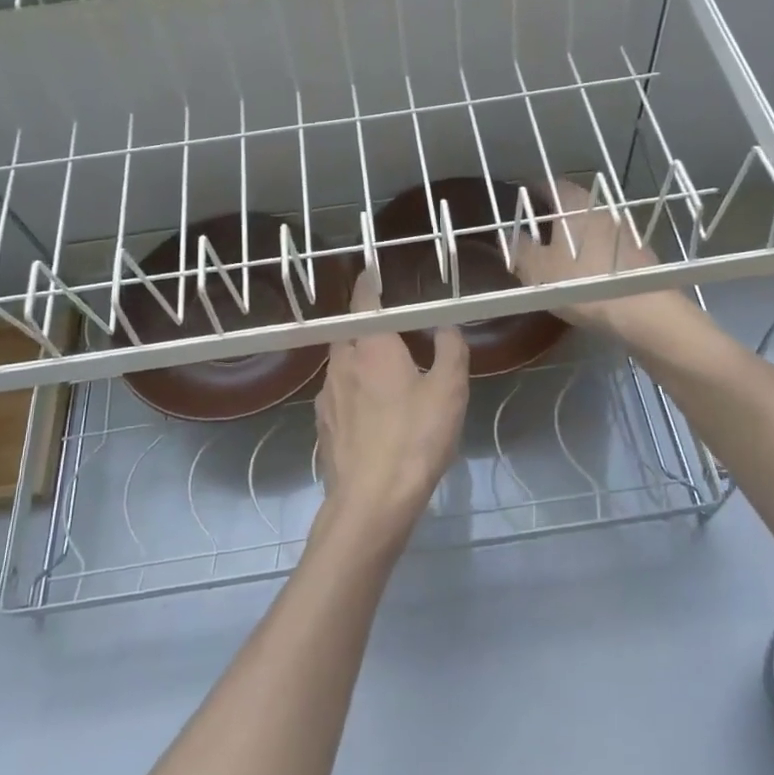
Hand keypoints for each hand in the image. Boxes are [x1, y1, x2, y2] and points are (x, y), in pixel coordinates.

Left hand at [314, 272, 469, 551]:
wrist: (372, 501)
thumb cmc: (415, 438)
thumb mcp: (449, 391)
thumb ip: (450, 350)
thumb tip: (446, 325)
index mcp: (371, 347)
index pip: (364, 302)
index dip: (368, 285)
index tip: (371, 273)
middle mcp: (341, 364)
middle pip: (350, 334)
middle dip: (367, 329)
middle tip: (393, 333)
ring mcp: (326, 397)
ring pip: (342, 367)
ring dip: (360, 363)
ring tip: (386, 378)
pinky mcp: (322, 427)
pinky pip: (339, 397)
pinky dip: (354, 395)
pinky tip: (373, 417)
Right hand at [513, 177, 701, 347]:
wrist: (640, 308)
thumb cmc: (580, 282)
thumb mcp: (537, 270)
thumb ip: (519, 249)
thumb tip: (508, 235)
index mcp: (573, 204)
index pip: (551, 184)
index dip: (534, 191)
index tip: (522, 200)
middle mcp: (601, 207)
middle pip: (574, 202)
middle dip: (556, 213)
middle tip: (538, 229)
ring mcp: (624, 228)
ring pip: (593, 223)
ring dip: (578, 232)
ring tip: (561, 251)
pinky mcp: (640, 250)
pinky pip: (609, 243)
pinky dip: (596, 249)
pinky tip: (589, 269)